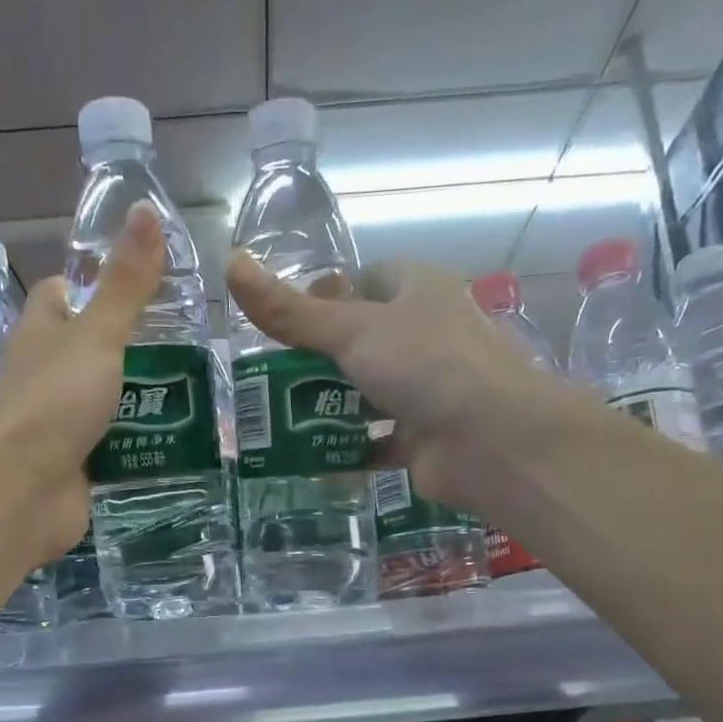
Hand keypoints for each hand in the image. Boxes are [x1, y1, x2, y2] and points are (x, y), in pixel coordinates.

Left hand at [0, 202, 164, 563]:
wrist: (22, 490)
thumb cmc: (53, 401)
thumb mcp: (96, 336)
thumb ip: (125, 285)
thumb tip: (146, 208)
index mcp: (41, 336)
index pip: (59, 298)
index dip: (88, 286)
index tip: (133, 283)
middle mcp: (46, 378)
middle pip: (85, 353)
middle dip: (128, 350)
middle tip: (187, 346)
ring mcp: (60, 427)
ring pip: (104, 405)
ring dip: (140, 402)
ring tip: (197, 394)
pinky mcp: (77, 469)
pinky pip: (114, 451)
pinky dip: (140, 448)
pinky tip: (178, 444)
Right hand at [225, 253, 572, 514]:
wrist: (491, 441)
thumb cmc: (426, 365)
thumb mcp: (351, 330)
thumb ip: (290, 311)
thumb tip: (231, 264)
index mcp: (419, 291)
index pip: (369, 280)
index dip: (329, 295)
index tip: (289, 321)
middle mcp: (426, 336)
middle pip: (363, 340)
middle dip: (318, 359)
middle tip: (270, 377)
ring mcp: (427, 390)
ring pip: (367, 393)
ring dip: (328, 406)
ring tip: (277, 418)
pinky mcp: (422, 439)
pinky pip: (375, 440)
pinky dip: (346, 448)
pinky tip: (309, 457)